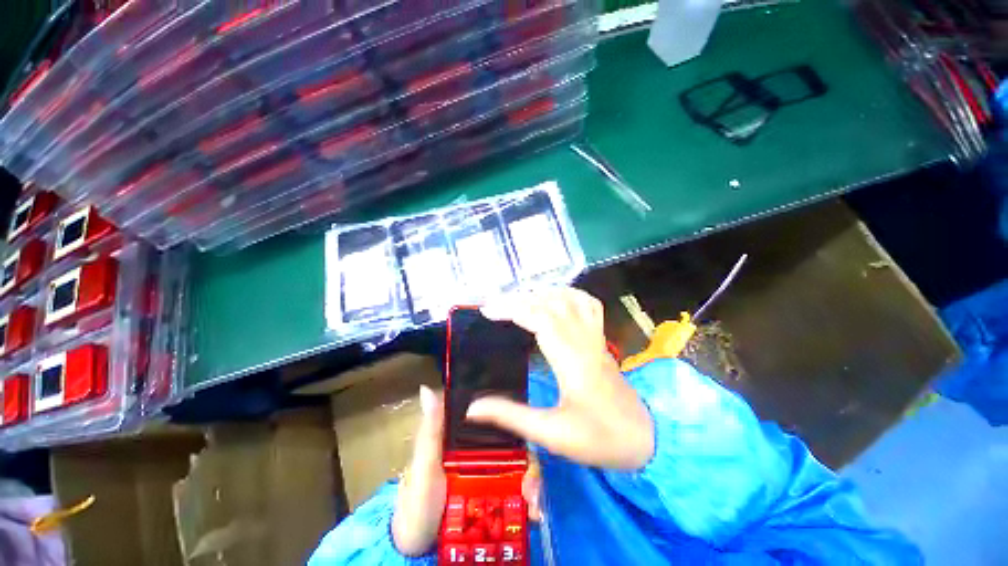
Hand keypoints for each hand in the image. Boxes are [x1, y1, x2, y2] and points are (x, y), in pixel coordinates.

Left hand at [391, 387, 543, 555]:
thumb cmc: (418, 501)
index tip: (523, 419)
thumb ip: (429, 430)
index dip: (511, 416)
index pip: (495, 419)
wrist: (421, 550)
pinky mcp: (500, 501)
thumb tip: (427, 388)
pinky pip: (521, 494)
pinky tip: (533, 512)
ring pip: (522, 468)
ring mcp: (494, 478)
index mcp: (468, 439)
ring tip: (533, 501)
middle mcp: (486, 455)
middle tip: (531, 479)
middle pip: (515, 444)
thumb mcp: (423, 465)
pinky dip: (531, 502)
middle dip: (529, 457)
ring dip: (533, 480)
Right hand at [470, 287, 654, 469]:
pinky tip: (553, 297)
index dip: (512, 309)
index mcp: (571, 361)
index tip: (487, 310)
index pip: (540, 318)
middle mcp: (584, 340)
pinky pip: (587, 304)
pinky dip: (568, 293)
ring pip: (568, 299)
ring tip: (516, 300)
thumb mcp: (552, 434)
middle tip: (493, 305)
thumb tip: (471, 408)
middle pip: (551, 303)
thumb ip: (511, 416)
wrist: (645, 438)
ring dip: (540, 293)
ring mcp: (595, 336)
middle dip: (518, 299)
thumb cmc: (599, 438)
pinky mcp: (600, 338)